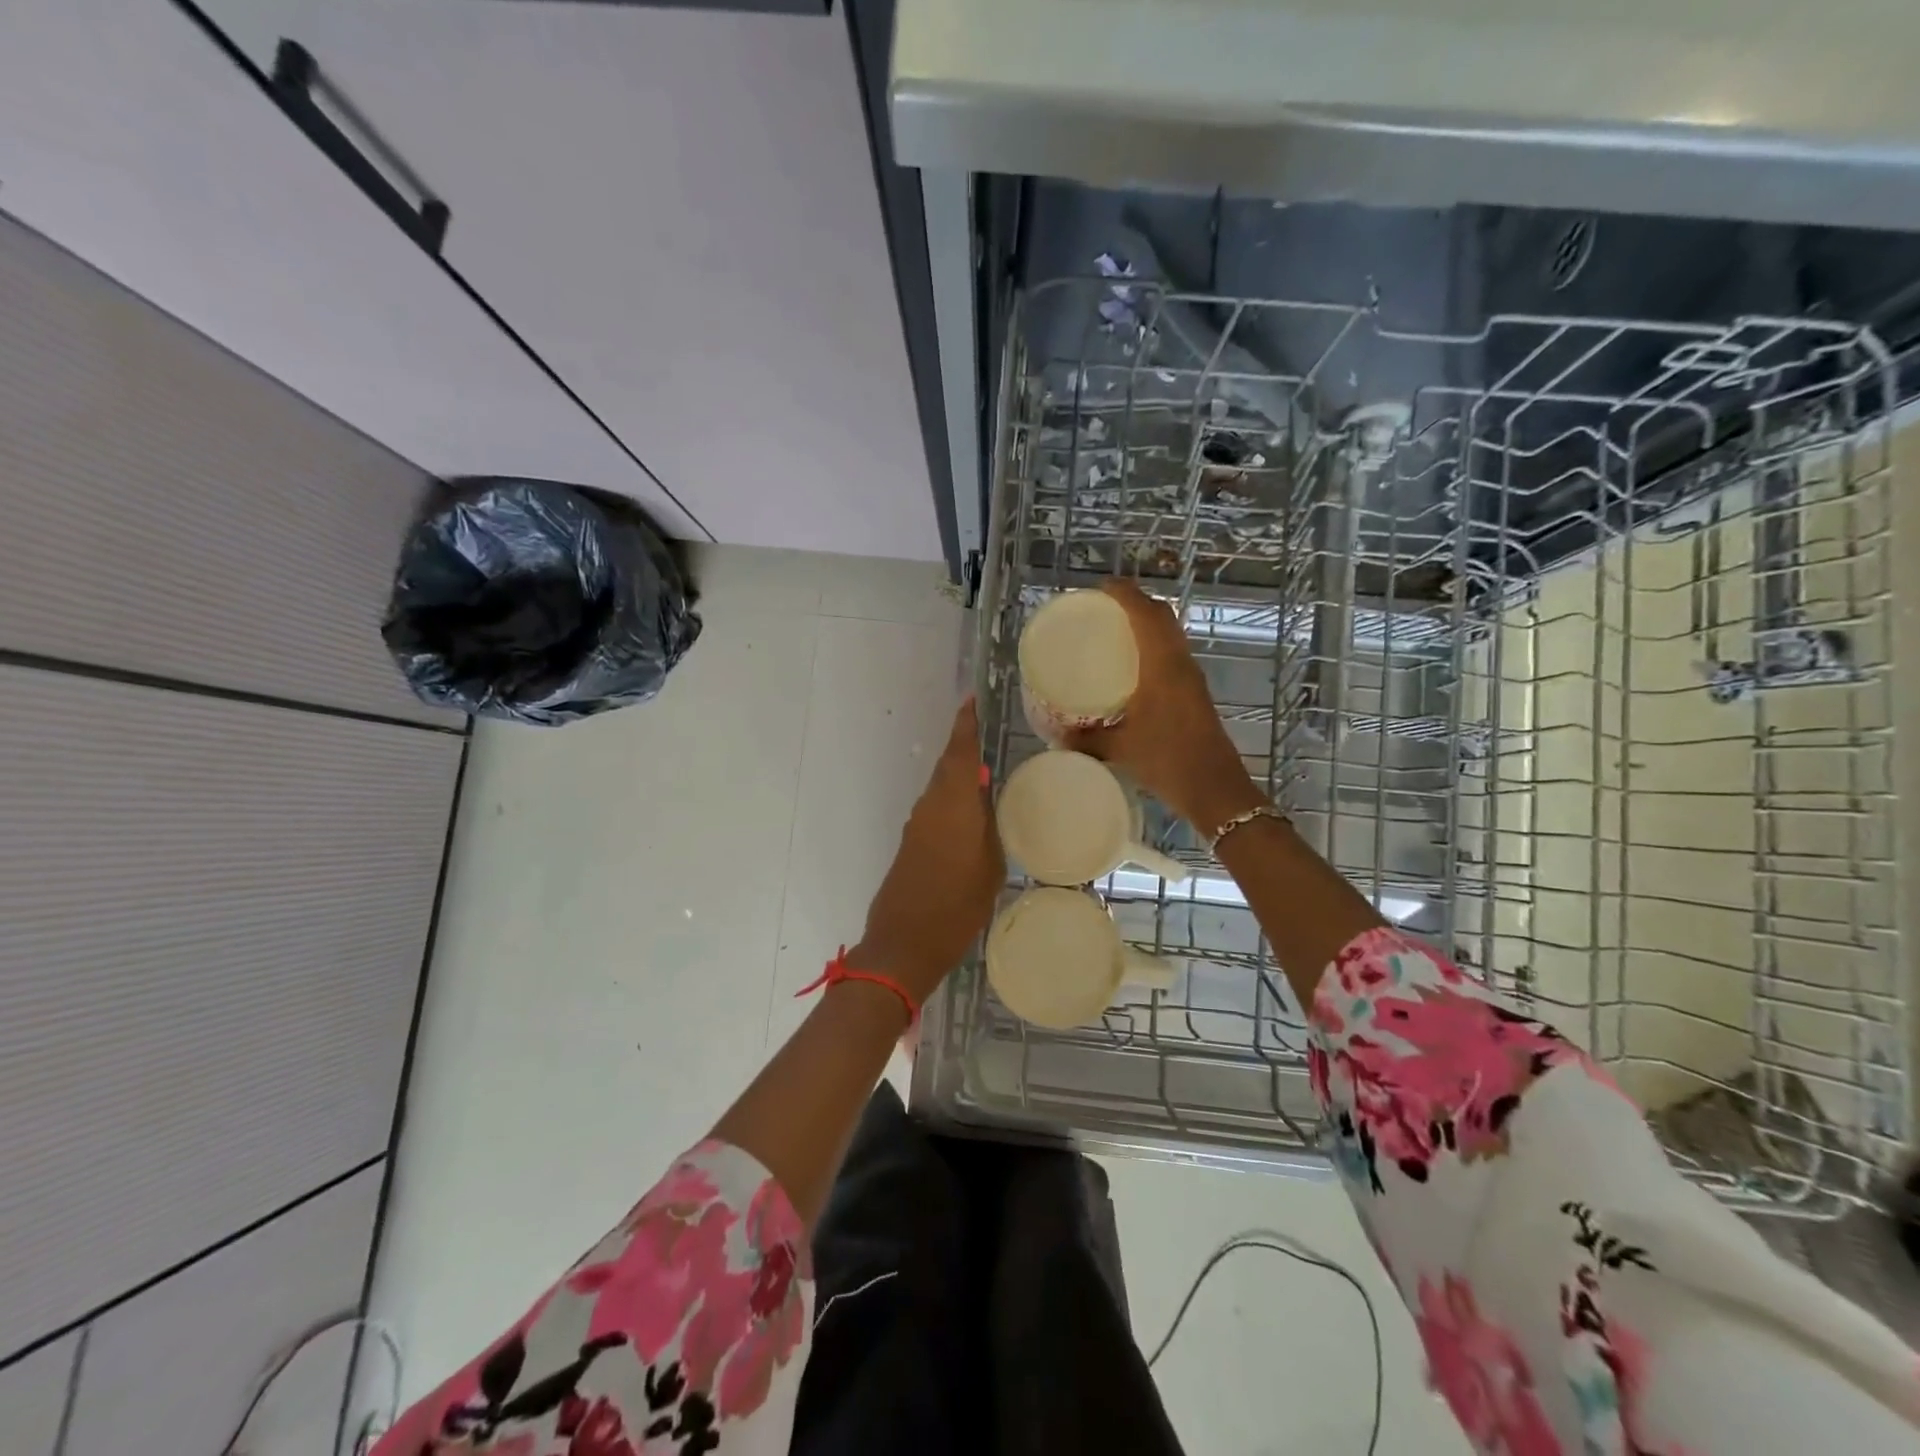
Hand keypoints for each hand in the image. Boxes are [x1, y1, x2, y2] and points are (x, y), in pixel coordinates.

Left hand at [850, 699, 1003, 1005]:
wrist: (904, 944)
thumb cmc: (956, 906)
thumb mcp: (990, 866)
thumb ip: (989, 827)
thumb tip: (986, 800)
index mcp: (952, 804)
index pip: (959, 752)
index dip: (966, 724)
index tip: (973, 700)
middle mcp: (930, 806)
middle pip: (948, 766)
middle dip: (965, 747)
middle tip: (990, 733)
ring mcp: (917, 825)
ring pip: (942, 788)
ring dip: (960, 775)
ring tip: (989, 772)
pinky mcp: (911, 844)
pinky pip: (937, 809)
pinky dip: (953, 801)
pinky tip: (972, 811)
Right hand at [1066, 580, 1263, 833]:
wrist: (1215, 788)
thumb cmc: (1168, 761)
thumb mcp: (1120, 750)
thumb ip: (1086, 740)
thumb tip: (1056, 737)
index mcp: (1163, 666)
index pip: (1147, 614)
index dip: (1126, 594)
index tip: (1101, 587)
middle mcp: (1180, 664)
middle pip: (1162, 618)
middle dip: (1136, 603)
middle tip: (1105, 607)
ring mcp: (1191, 679)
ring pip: (1171, 636)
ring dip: (1148, 624)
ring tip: (1116, 630)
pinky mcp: (1195, 695)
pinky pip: (1173, 655)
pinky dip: (1154, 646)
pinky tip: (1134, 667)